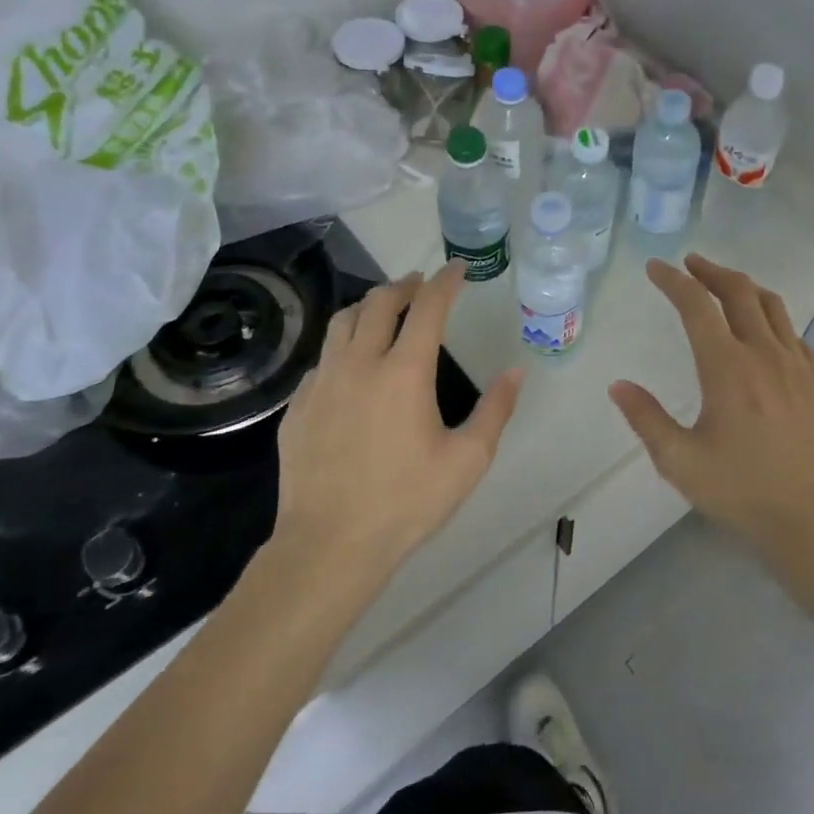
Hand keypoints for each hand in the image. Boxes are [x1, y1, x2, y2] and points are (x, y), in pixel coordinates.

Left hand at [267, 264, 522, 590]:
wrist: (330, 544)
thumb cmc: (407, 501)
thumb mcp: (468, 460)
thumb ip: (496, 410)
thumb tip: (515, 372)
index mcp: (404, 372)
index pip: (428, 308)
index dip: (445, 282)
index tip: (457, 269)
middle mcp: (359, 364)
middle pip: (378, 303)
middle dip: (404, 285)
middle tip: (421, 284)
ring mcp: (322, 383)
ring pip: (342, 323)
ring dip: (368, 307)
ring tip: (385, 311)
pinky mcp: (298, 406)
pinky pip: (322, 359)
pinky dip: (343, 346)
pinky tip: (353, 366)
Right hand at [609, 255, 813, 570]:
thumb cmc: (743, 489)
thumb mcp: (680, 461)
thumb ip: (647, 419)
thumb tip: (618, 386)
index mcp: (726, 367)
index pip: (696, 306)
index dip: (674, 281)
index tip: (656, 267)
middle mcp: (763, 353)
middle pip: (738, 291)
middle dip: (710, 271)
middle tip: (690, 264)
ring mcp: (796, 363)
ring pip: (771, 305)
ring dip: (744, 286)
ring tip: (724, 285)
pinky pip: (793, 332)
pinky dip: (771, 316)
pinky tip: (764, 330)